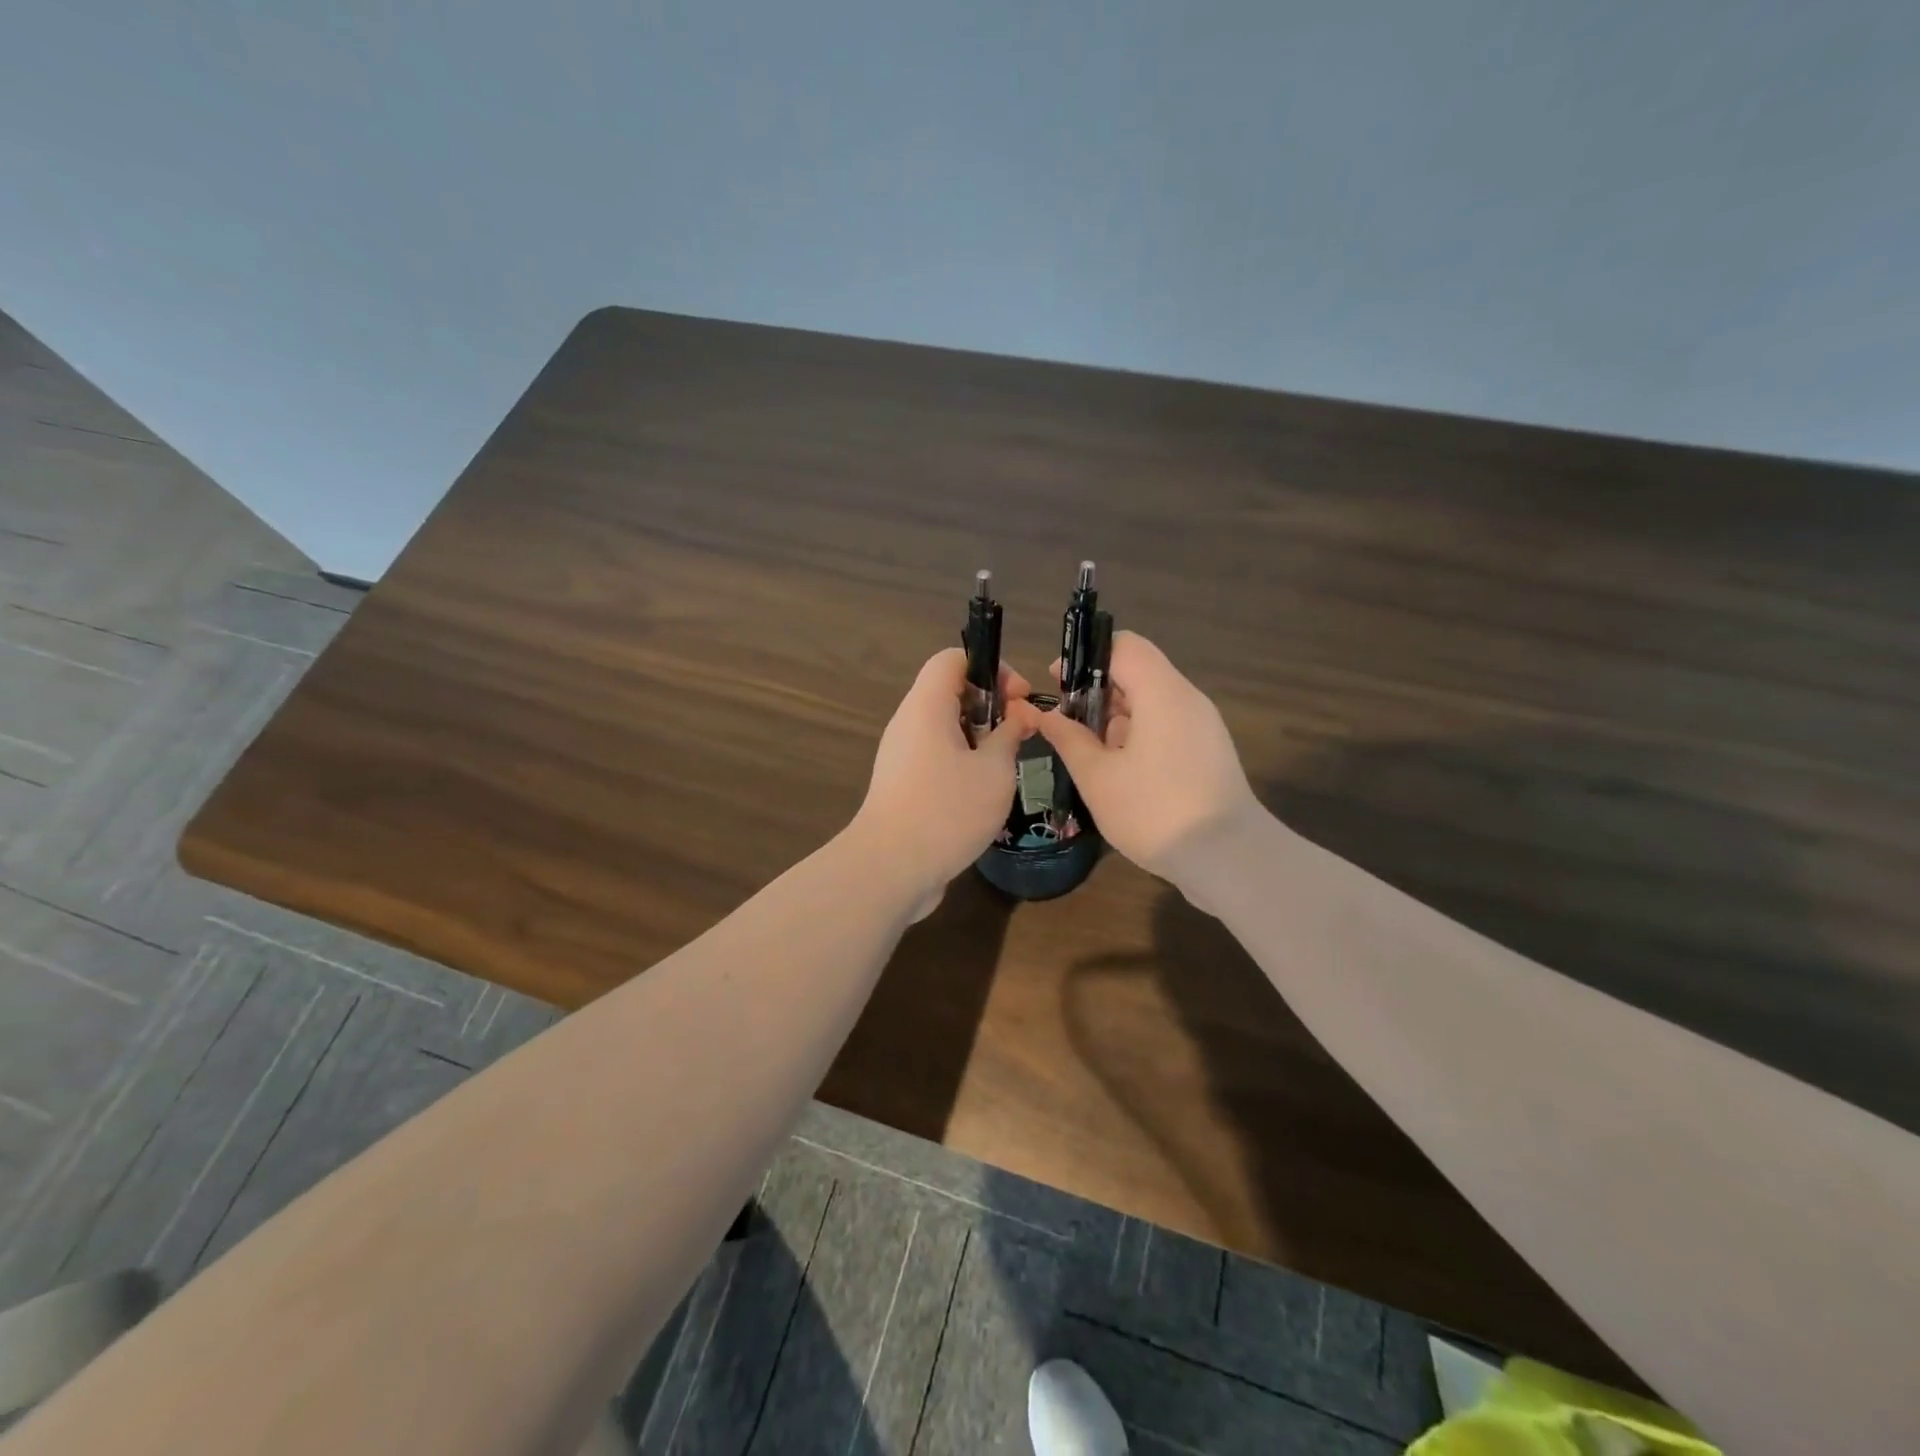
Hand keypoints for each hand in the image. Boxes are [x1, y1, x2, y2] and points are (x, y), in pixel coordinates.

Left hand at [852, 648, 1039, 916]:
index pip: (953, 659)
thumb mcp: (994, 771)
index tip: (1020, 698)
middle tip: (1022, 733)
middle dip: (992, 706)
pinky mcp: (902, 785)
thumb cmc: (947, 811)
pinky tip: (985, 792)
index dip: (991, 667)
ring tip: (1007, 765)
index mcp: (926, 706)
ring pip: (946, 729)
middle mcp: (909, 724)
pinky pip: (937, 757)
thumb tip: (1019, 715)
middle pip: (951, 693)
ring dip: (981, 739)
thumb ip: (1010, 735)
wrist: (890, 869)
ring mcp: (902, 756)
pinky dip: (964, 762)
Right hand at [1035, 632, 1262, 885]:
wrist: (1229, 859)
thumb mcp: (1097, 777)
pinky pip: (1167, 726)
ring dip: (1116, 718)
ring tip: (1088, 754)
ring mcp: (1203, 726)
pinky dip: (1138, 736)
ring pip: (1151, 702)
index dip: (1086, 656)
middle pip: (1138, 672)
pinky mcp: (1208, 751)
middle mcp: (1187, 699)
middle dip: (1096, 691)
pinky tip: (1118, 772)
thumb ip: (1069, 739)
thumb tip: (1047, 716)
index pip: (1124, 645)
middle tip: (1066, 725)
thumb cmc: (1155, 811)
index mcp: (1162, 693)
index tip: (1058, 683)